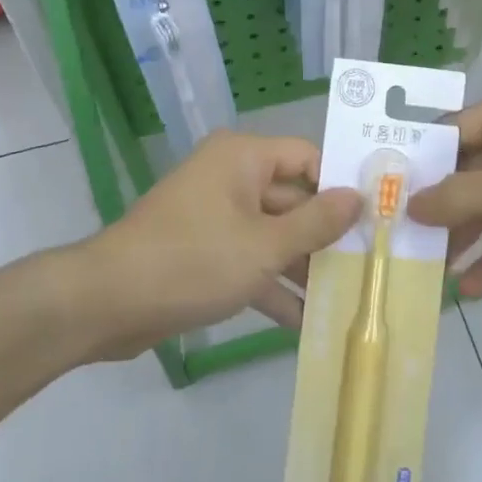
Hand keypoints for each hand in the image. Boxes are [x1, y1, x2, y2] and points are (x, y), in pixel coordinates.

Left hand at [77, 131, 361, 358]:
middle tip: (369, 267)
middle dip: (325, 237)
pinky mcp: (203, 252)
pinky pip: (248, 260)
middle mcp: (231, 178)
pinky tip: (304, 323)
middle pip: (293, 200)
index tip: (375, 218)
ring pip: (272, 235)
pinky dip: (271, 286)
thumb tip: (358, 196)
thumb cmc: (193, 261)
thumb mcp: (264, 246)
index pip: (307, 159)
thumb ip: (316, 222)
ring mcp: (215, 217)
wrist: (106, 303)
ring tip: (346, 299)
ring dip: (302, 268)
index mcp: (243, 158)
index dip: (340, 187)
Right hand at [407, 88, 481, 295]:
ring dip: (466, 237)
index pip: (447, 132)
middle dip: (438, 207)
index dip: (414, 163)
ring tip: (428, 270)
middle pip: (467, 171)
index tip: (380, 195)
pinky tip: (473, 289)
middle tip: (399, 239)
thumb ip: (457, 197)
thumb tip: (408, 203)